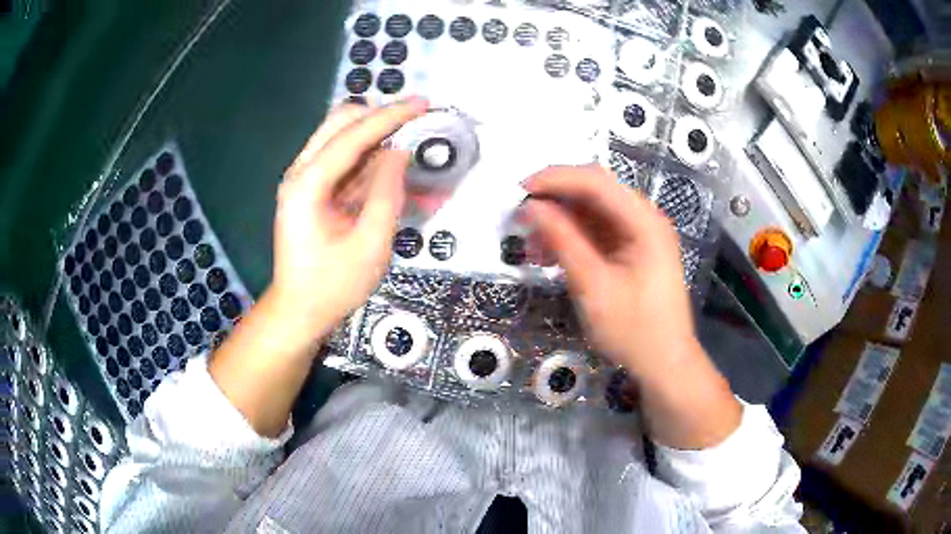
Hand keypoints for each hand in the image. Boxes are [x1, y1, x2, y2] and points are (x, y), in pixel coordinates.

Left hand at [269, 98, 427, 339]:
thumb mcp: (370, 244)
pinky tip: (391, 166)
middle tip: (415, 119)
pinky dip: (367, 157)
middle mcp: (300, 173)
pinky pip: (342, 160)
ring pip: (340, 137)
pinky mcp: (310, 190)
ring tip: (409, 139)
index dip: (390, 116)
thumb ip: (388, 193)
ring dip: (375, 134)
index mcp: (308, 185)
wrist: (298, 310)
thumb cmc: (332, 286)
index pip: (352, 135)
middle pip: (339, 123)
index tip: (421, 103)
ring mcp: (303, 180)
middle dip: (379, 115)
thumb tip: (399, 152)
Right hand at [525, 165, 697, 380]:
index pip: (595, 182)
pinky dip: (572, 238)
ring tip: (531, 244)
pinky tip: (550, 255)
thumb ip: (563, 241)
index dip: (555, 179)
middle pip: (594, 191)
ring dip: (560, 221)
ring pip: (592, 211)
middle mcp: (644, 218)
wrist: (664, 363)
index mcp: (644, 221)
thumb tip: (531, 207)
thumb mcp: (593, 286)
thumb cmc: (634, 330)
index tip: (519, 190)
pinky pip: (597, 231)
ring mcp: (639, 234)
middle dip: (555, 199)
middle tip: (521, 217)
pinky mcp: (632, 249)